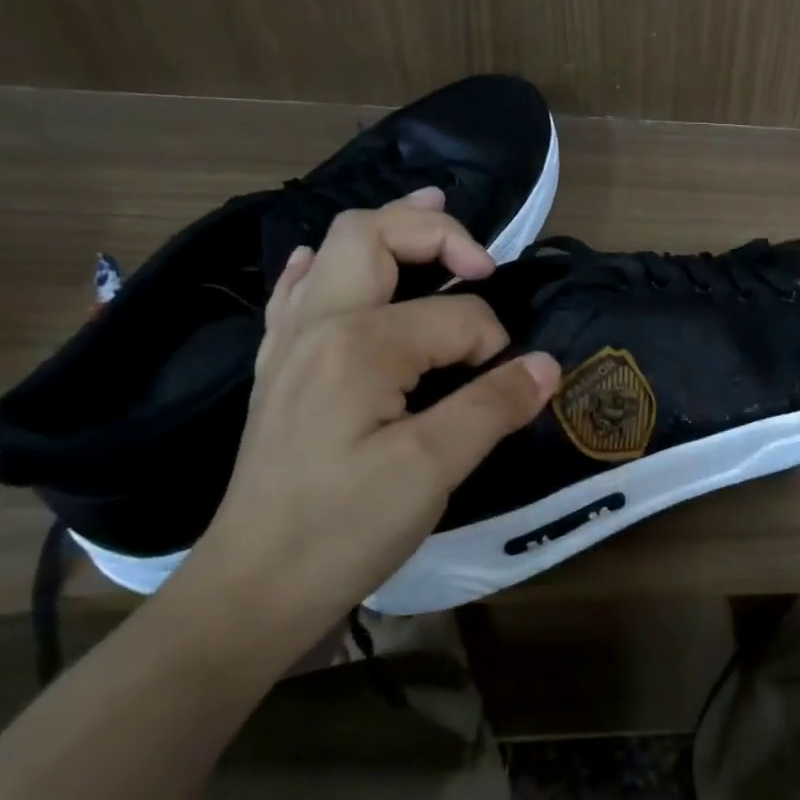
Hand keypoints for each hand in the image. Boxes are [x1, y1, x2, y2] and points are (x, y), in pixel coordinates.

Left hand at [164, 190, 559, 676]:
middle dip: (435, 232)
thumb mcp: (433, 468)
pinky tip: (335, 266)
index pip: (456, 315)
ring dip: (388, 231)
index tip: (506, 390)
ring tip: (431, 211)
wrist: (252, 588)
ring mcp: (291, 345)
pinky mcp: (281, 371)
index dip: (494, 346)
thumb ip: (493, 405)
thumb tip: (547, 365)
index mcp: (359, 343)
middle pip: (372, 235)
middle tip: (484, 257)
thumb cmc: (343, 527)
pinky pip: (301, 292)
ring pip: (333, 253)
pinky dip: (332, 265)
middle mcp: (318, 324)